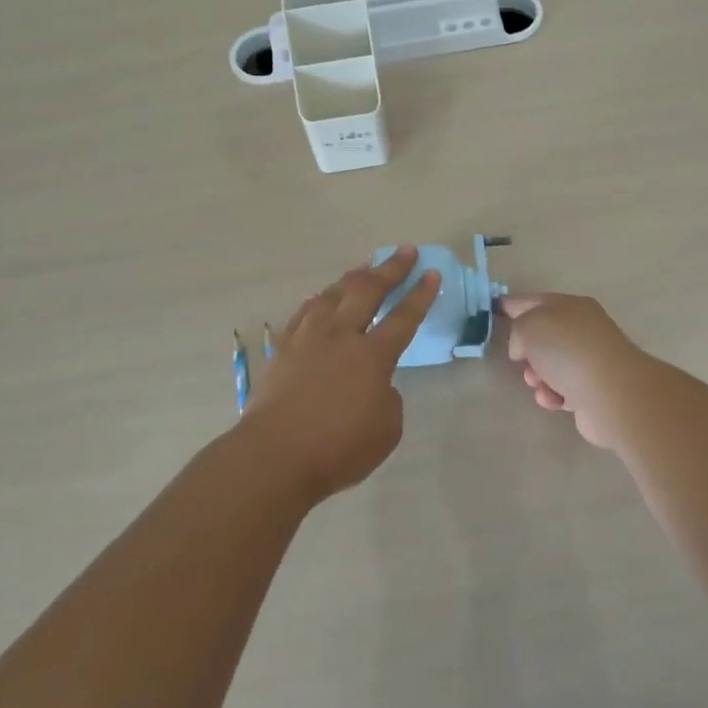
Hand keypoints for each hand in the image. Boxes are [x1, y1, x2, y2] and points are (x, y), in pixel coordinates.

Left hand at [240, 247, 439, 503]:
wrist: (274, 455)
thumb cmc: (337, 449)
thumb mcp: (386, 430)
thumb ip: (388, 398)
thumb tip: (376, 383)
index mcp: (373, 356)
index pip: (404, 317)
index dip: (421, 294)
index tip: (432, 273)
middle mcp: (341, 336)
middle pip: (369, 290)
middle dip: (391, 268)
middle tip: (405, 251)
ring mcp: (309, 338)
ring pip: (333, 294)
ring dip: (353, 277)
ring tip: (365, 267)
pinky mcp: (284, 348)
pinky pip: (305, 312)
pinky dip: (319, 299)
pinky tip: (321, 296)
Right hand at [502, 292, 653, 451]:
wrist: (611, 394)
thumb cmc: (568, 351)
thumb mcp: (530, 326)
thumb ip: (518, 329)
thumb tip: (524, 347)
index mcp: (571, 306)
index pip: (534, 301)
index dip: (513, 305)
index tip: (495, 311)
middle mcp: (583, 330)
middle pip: (542, 336)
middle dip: (526, 350)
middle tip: (522, 360)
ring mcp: (590, 360)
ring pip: (550, 365)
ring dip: (537, 376)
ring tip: (538, 384)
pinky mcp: (592, 390)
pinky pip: (561, 390)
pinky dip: (553, 395)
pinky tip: (554, 400)